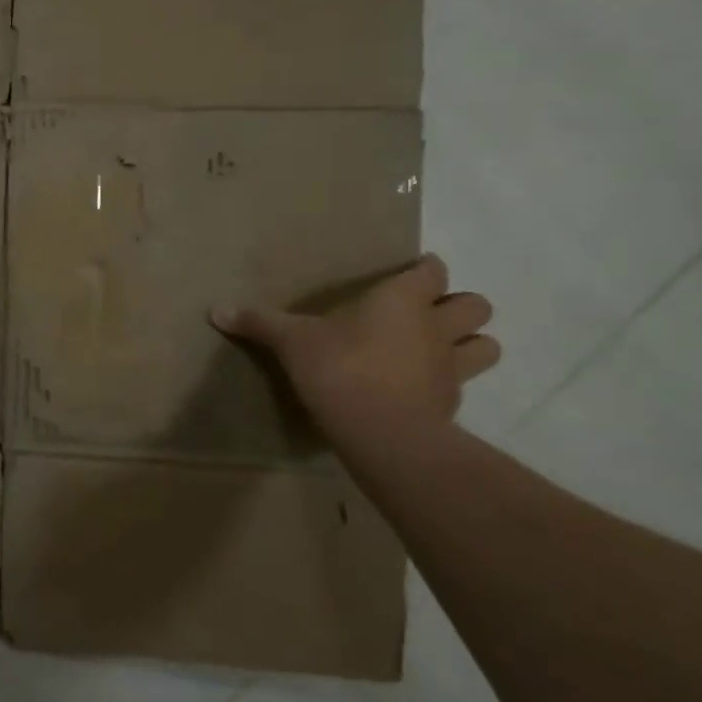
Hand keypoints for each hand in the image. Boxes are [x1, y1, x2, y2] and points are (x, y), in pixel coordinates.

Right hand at [212, 254, 498, 447]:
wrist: (379, 431)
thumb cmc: (338, 368)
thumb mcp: (291, 341)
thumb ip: (259, 323)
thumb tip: (215, 310)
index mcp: (402, 299)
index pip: (432, 270)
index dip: (424, 270)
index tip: (407, 276)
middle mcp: (436, 326)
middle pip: (476, 305)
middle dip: (457, 306)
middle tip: (425, 315)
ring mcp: (451, 367)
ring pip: (487, 346)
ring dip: (469, 344)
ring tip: (437, 351)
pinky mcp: (451, 404)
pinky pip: (462, 386)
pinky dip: (447, 383)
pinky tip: (419, 390)